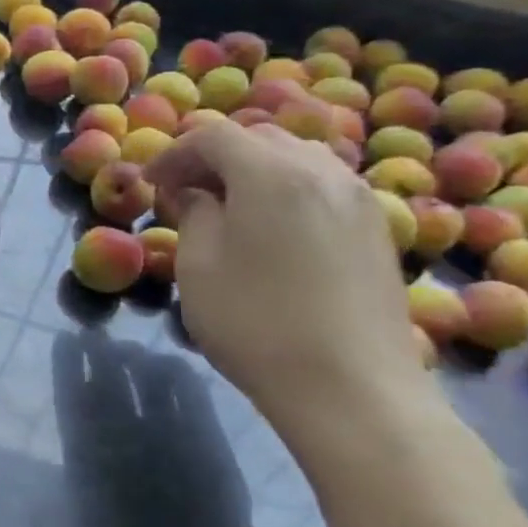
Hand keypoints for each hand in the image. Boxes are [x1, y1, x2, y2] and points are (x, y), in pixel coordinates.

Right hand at [145, 120, 422, 442]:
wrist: (352, 390)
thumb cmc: (256, 323)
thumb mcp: (199, 265)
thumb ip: (194, 214)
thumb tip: (196, 193)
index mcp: (272, 173)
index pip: (213, 136)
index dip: (173, 154)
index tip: (149, 184)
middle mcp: (322, 171)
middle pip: (259, 137)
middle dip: (213, 156)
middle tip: (182, 191)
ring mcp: (359, 199)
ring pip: (297, 158)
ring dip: (253, 170)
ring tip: (226, 207)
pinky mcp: (378, 230)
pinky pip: (323, 185)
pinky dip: (287, 189)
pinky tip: (270, 228)